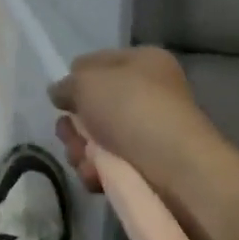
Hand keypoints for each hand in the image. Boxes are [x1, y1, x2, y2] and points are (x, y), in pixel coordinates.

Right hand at [51, 46, 222, 191]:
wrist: (177, 170)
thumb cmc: (131, 109)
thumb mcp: (86, 82)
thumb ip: (66, 84)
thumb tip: (60, 93)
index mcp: (143, 62)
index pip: (97, 63)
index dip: (77, 79)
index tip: (63, 99)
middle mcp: (150, 94)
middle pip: (95, 107)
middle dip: (75, 124)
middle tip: (68, 134)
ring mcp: (150, 134)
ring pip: (98, 140)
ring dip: (81, 150)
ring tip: (83, 159)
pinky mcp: (149, 171)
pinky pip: (111, 168)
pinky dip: (98, 172)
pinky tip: (96, 177)